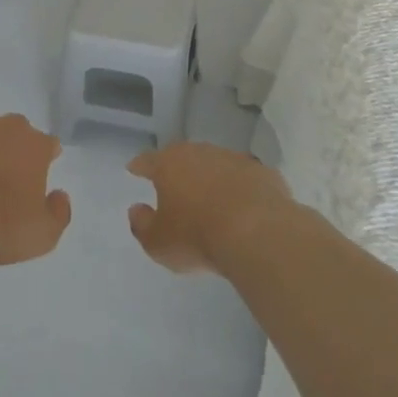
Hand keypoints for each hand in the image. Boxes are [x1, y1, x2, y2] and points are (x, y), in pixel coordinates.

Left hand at [0, 115, 71, 265]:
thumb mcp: (43, 236)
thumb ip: (58, 213)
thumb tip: (58, 195)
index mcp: (32, 145)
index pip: (47, 144)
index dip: (44, 158)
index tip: (36, 176)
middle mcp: (1, 127)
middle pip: (12, 132)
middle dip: (10, 150)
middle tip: (1, 181)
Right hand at [127, 143, 293, 275]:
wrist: (258, 233)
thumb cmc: (197, 236)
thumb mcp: (158, 243)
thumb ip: (142, 225)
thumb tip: (136, 210)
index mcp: (169, 164)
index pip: (148, 160)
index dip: (140, 166)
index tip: (134, 169)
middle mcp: (199, 153)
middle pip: (183, 157)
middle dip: (177, 169)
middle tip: (174, 184)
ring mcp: (234, 159)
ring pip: (216, 165)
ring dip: (211, 178)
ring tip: (211, 199)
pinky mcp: (263, 173)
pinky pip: (245, 179)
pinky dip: (240, 189)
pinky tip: (243, 208)